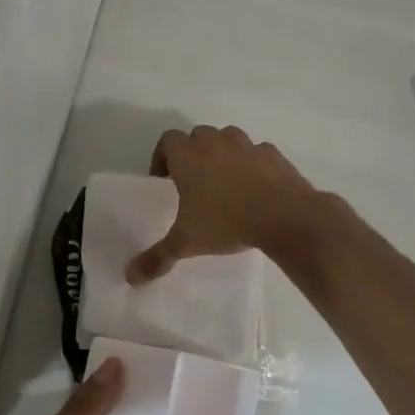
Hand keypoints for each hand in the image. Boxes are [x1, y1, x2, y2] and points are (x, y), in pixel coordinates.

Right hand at [127, 125, 321, 284]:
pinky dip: (250, 164)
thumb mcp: (186, 243)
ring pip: (227, 138)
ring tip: (224, 182)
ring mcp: (246, 145)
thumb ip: (157, 258)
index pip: (167, 141)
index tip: (164, 180)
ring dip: (221, 153)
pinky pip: (255, 152)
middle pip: (196, 136)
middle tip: (192, 182)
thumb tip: (130, 278)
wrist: (285, 216)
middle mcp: (215, 142)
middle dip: (191, 154)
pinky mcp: (272, 153)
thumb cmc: (227, 222)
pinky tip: (254, 187)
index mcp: (188, 156)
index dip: (162, 157)